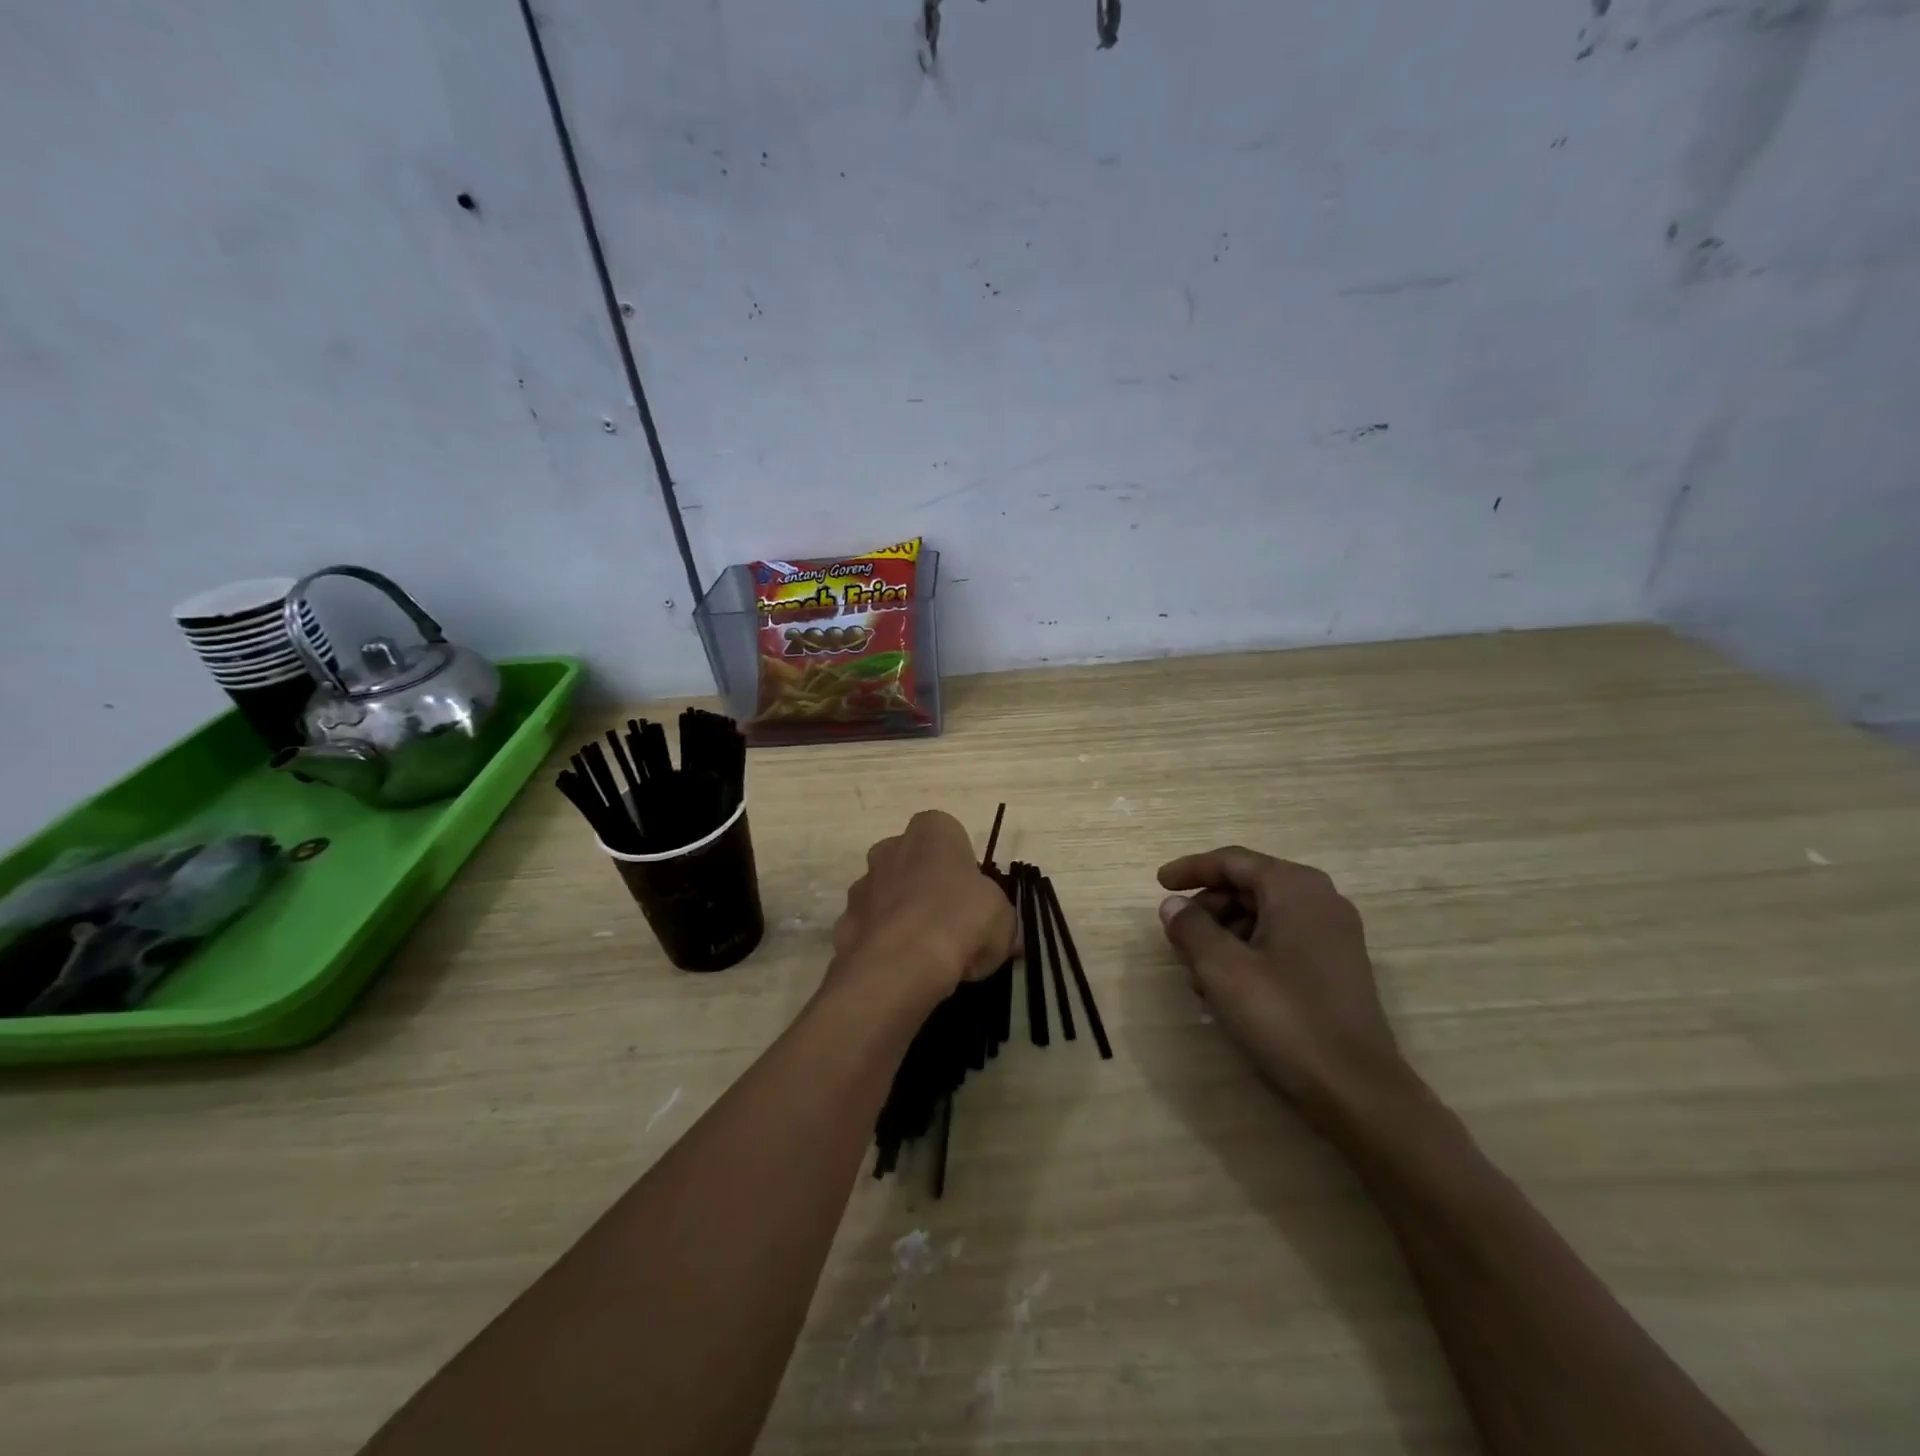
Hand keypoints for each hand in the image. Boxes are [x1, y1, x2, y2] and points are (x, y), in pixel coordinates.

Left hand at [830, 811, 1017, 1007]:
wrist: (901, 964)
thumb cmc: (961, 921)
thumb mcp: (1004, 919)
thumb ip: (999, 919)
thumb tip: (999, 936)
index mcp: (931, 832)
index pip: (948, 836)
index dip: (962, 868)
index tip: (973, 898)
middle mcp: (890, 848)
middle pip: (912, 863)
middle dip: (926, 889)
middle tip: (950, 926)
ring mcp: (861, 886)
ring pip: (886, 897)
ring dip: (901, 917)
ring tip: (926, 957)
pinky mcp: (843, 923)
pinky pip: (869, 931)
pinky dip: (882, 946)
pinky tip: (900, 972)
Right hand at [1157, 847, 1404, 1122]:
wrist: (1357, 1091)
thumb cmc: (1285, 1017)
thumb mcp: (1222, 969)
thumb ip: (1191, 928)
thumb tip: (1173, 905)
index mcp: (1295, 888)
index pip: (1232, 861)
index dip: (1191, 869)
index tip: (1159, 884)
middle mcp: (1320, 900)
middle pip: (1248, 886)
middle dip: (1207, 908)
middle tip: (1177, 937)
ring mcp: (1334, 935)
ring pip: (1263, 916)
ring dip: (1225, 935)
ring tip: (1199, 973)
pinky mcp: (1337, 967)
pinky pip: (1282, 941)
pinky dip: (1249, 952)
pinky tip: (1228, 989)